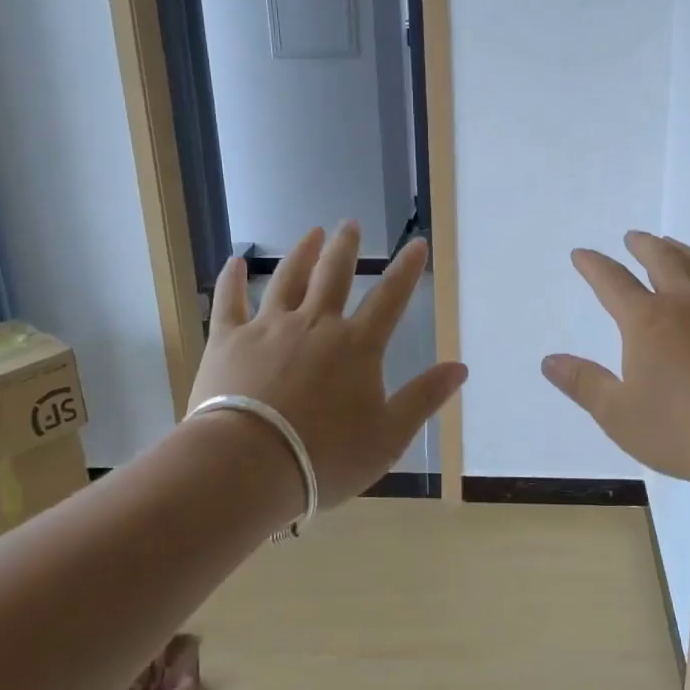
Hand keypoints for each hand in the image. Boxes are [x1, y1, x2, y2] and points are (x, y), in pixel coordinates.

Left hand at [189, 223, 466, 510]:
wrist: (248, 465)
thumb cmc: (324, 457)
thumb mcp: (388, 437)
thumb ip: (424, 398)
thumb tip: (461, 367)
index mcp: (357, 346)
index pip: (390, 298)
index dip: (406, 269)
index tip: (416, 243)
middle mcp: (315, 325)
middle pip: (333, 275)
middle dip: (346, 247)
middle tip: (351, 223)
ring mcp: (268, 328)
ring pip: (288, 279)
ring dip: (302, 253)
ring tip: (312, 233)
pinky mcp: (228, 340)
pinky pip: (230, 301)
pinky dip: (232, 279)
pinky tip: (234, 262)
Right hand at [541, 231, 689, 493]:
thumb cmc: (685, 430)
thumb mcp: (619, 415)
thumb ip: (584, 384)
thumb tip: (549, 360)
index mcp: (647, 321)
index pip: (612, 282)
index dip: (593, 266)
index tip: (581, 254)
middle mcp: (686, 304)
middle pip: (662, 261)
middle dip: (643, 246)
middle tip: (634, 236)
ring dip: (683, 252)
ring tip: (673, 245)